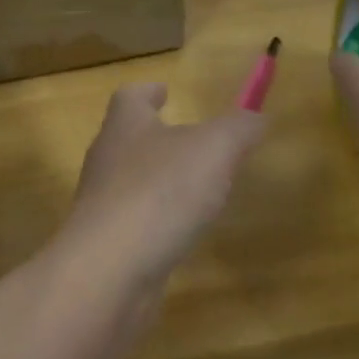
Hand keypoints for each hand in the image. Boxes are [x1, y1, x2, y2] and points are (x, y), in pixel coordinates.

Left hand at [60, 83, 266, 290]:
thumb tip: (256, 117)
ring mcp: (103, 203)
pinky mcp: (107, 242)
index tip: (165, 90)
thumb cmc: (160, 191)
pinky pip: (136, 221)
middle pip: (128, 138)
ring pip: (132, 180)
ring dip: (160, 179)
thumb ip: (238, 129)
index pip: (129, 97)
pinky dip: (158, 219)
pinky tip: (182, 231)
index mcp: (125, 126)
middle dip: (157, 135)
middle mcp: (107, 159)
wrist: (109, 268)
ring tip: (196, 186)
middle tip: (192, 140)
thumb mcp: (214, 149)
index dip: (148, 91)